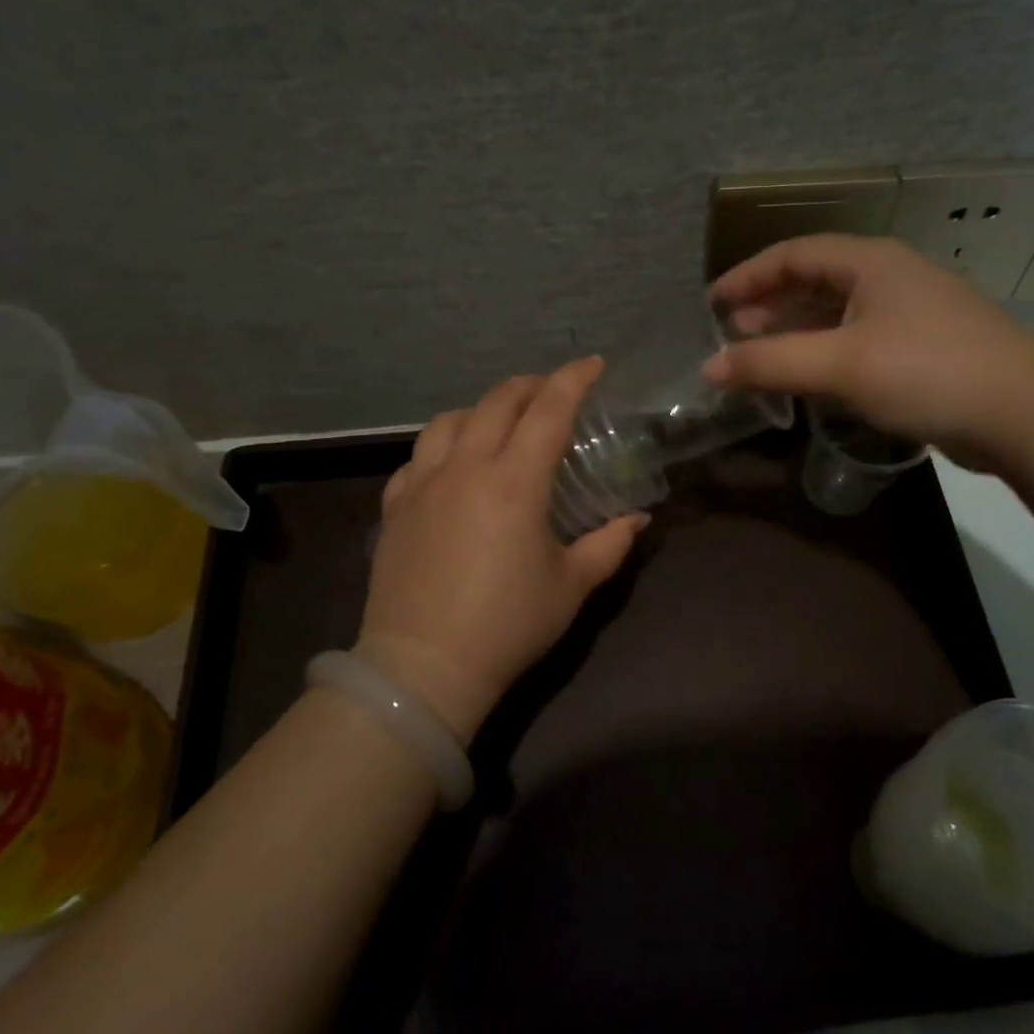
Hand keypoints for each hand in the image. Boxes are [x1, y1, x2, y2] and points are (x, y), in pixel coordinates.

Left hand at [354, 358, 646, 741]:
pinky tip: (452, 466)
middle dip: (530, 386)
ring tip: (500, 423)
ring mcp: (422, 484)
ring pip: (449, 420)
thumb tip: (638, 518)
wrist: (423, 667)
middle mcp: (465, 468)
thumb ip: (610, 544)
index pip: (549, 410)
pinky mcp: (395, 507)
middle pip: (497, 402)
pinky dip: (442, 447)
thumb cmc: (507, 625)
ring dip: (482, 409)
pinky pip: (417, 458)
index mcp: (514, 481)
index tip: (593, 365)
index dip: (573, 379)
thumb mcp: (572, 585)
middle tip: (553, 392)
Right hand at [704, 235, 1033, 465]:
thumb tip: (709, 368)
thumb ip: (770, 363)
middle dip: (768, 304)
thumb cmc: (927, 372)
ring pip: (836, 314)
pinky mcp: (921, 351)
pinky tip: (808, 378)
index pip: (793, 254)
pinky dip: (823, 354)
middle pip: (814, 281)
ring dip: (794, 332)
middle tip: (731, 333)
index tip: (710, 303)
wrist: (1025, 413)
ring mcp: (909, 315)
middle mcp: (889, 279)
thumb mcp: (840, 365)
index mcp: (870, 262)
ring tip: (759, 356)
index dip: (747, 276)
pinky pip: (856, 342)